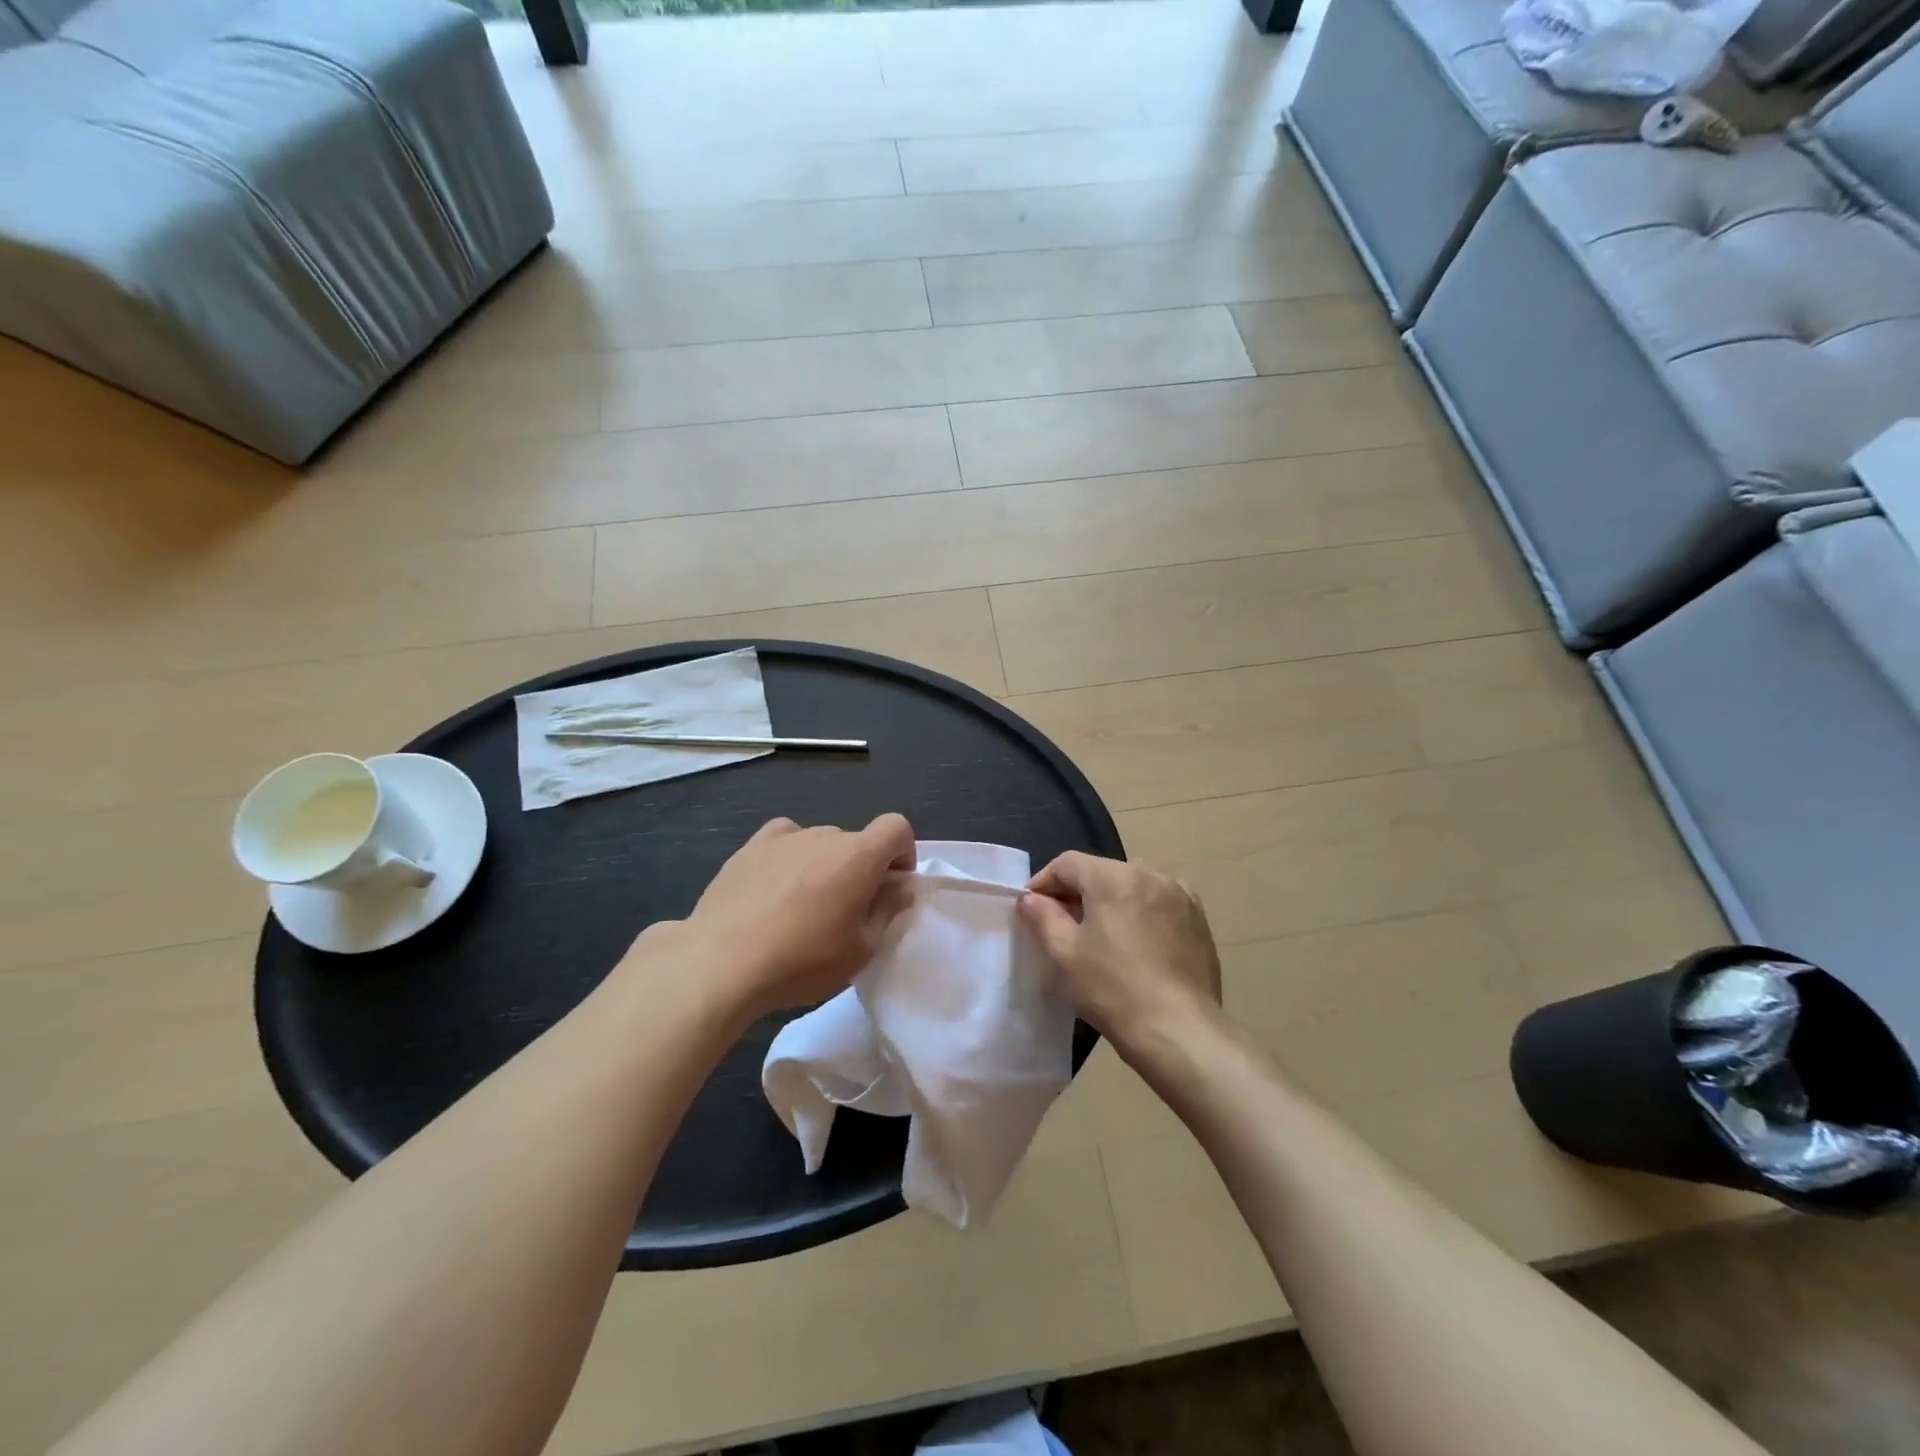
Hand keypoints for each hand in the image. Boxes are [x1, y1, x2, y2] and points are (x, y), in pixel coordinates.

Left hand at [657, 814, 916, 1020]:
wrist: (721, 963)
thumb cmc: (802, 961)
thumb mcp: (861, 950)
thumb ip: (888, 910)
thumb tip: (899, 886)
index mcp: (857, 855)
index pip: (896, 827)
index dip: (903, 853)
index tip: (891, 887)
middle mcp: (823, 835)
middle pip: (856, 841)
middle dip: (861, 868)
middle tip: (847, 911)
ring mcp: (783, 838)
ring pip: (819, 843)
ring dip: (825, 865)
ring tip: (804, 906)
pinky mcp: (749, 848)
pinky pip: (784, 841)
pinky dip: (791, 856)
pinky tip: (776, 886)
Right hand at [1018, 852, 1221, 1058]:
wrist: (1179, 1031)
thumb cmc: (1113, 989)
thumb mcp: (1063, 953)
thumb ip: (1041, 916)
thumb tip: (1030, 898)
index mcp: (1114, 876)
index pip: (1068, 863)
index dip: (1043, 882)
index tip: (1030, 908)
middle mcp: (1150, 874)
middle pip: (1101, 872)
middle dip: (1076, 892)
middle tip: (1060, 924)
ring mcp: (1180, 895)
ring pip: (1130, 886)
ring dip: (1109, 902)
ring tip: (1098, 935)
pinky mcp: (1198, 919)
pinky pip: (1158, 903)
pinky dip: (1139, 913)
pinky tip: (1135, 943)